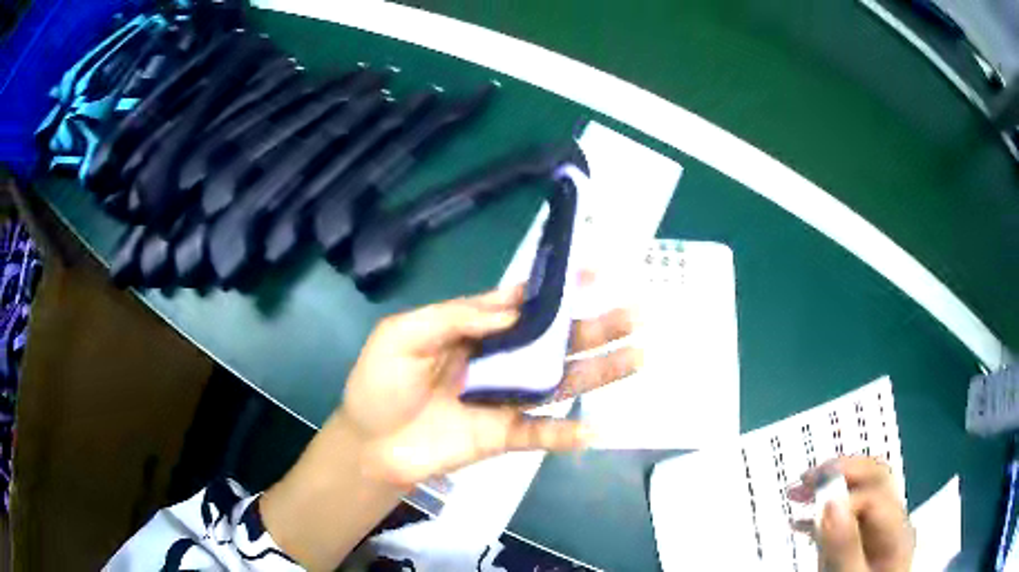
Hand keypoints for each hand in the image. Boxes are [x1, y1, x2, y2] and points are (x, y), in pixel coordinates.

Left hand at [340, 282, 640, 485]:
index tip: (595, 271)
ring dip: (599, 371)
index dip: (558, 287)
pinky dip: (569, 434)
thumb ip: (455, 317)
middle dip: (596, 326)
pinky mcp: (504, 435)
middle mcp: (498, 359)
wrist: (370, 445)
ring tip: (638, 356)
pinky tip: (597, 430)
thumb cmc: (378, 385)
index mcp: (474, 329)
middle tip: (636, 313)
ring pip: (560, 381)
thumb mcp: (403, 336)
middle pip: (554, 340)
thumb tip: (514, 306)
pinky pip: (542, 433)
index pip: (524, 302)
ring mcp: (505, 399)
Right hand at [788, 457, 914, 571]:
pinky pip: (849, 517)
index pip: (874, 494)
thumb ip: (846, 546)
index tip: (810, 507)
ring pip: (861, 494)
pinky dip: (825, 513)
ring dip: (829, 488)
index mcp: (898, 533)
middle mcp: (895, 526)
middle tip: (806, 479)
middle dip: (838, 474)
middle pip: (874, 480)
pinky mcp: (865, 546)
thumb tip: (832, 505)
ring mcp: (882, 535)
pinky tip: (802, 521)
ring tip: (798, 492)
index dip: (842, 495)